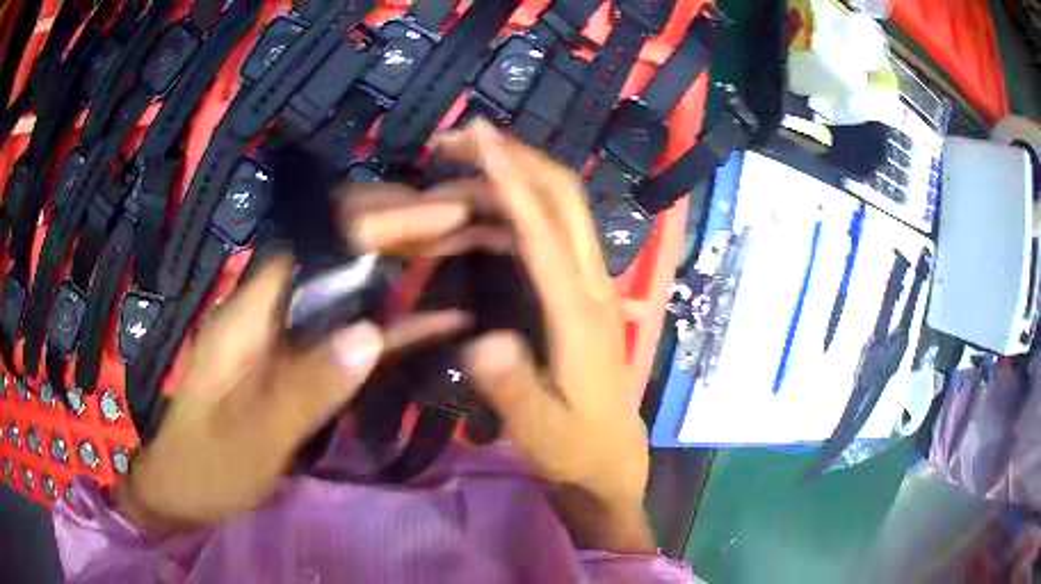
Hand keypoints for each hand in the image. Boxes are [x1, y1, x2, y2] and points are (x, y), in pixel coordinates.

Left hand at [118, 184, 473, 533]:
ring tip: (470, 243)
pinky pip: (359, 330)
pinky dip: (401, 322)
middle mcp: (275, 305)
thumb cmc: (208, 464)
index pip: (319, 239)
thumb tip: (369, 336)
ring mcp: (294, 333)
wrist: (184, 487)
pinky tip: (446, 318)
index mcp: (252, 310)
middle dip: (405, 223)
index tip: (440, 213)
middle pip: (342, 244)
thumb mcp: (252, 436)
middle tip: (470, 215)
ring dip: (411, 260)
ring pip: (357, 281)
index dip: (379, 217)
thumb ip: (306, 387)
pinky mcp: (307, 360)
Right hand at [434, 120, 654, 553]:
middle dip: (513, 156)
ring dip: (504, 180)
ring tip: (446, 176)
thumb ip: (512, 388)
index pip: (546, 228)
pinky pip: (542, 234)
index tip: (478, 136)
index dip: (511, 177)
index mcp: (580, 313)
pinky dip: (504, 215)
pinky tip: (465, 224)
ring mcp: (586, 284)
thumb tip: (479, 341)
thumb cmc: (575, 445)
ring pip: (554, 208)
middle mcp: (590, 284)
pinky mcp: (575, 291)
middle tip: (455, 140)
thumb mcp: (540, 430)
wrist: (610, 456)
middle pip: (563, 196)